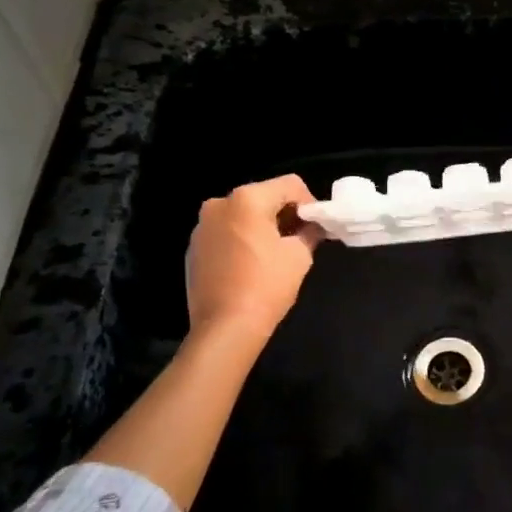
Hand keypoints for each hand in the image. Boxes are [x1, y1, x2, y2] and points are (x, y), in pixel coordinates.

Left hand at [186, 175, 321, 339]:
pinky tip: (251, 265)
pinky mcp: (193, 248)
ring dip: (261, 227)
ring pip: (242, 215)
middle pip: (263, 197)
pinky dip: (241, 240)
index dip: (309, 202)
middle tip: (300, 238)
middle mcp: (219, 204)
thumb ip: (309, 232)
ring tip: (275, 254)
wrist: (225, 327)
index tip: (317, 227)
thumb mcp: (299, 256)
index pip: (289, 184)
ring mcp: (202, 226)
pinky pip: (225, 233)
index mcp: (247, 199)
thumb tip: (312, 227)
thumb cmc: (266, 286)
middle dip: (284, 213)